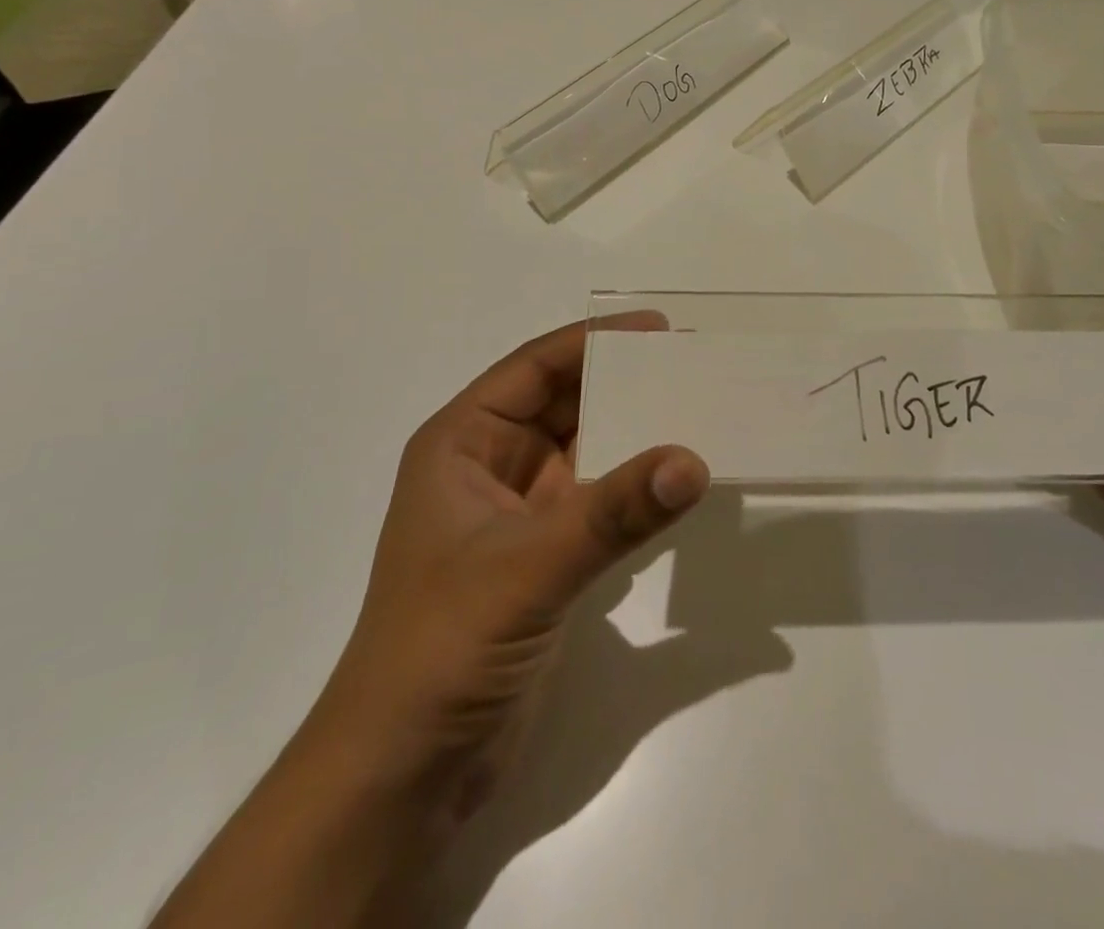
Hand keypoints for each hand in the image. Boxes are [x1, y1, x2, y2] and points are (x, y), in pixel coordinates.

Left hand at [309, 314, 709, 823]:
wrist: (404, 773)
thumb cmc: (442, 647)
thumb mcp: (528, 567)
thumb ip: (614, 513)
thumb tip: (694, 461)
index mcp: (462, 443)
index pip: (534, 368)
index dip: (594, 340)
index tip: (660, 329)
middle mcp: (490, 467)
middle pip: (565, 403)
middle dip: (623, 381)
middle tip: (692, 364)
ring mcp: (520, 513)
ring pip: (587, 449)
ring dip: (635, 431)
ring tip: (699, 409)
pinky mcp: (547, 556)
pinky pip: (600, 498)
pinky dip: (636, 485)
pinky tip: (678, 479)